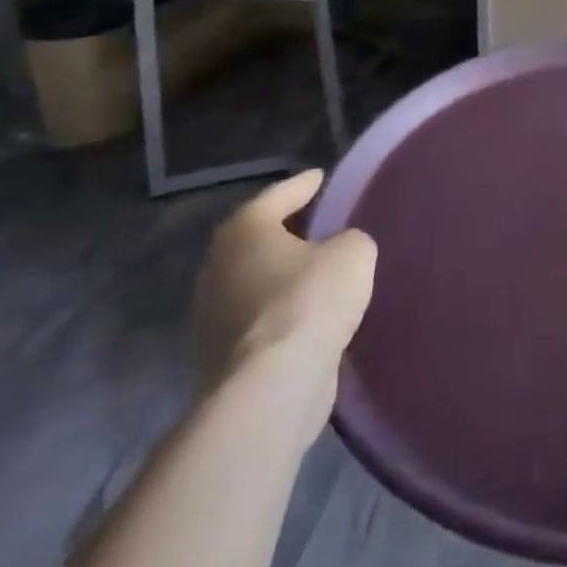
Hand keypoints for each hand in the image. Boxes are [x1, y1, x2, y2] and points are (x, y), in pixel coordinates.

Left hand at [193, 170, 376, 444]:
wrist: (272, 387)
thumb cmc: (310, 301)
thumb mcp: (353, 252)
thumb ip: (349, 240)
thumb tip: (339, 250)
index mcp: (245, 230)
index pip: (278, 195)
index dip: (304, 185)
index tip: (322, 179)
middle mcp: (218, 266)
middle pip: (259, 238)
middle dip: (288, 231)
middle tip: (322, 223)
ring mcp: (213, 314)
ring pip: (256, 279)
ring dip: (284, 274)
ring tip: (320, 269)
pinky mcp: (222, 354)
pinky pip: (260, 316)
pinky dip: (283, 308)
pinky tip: (311, 310)